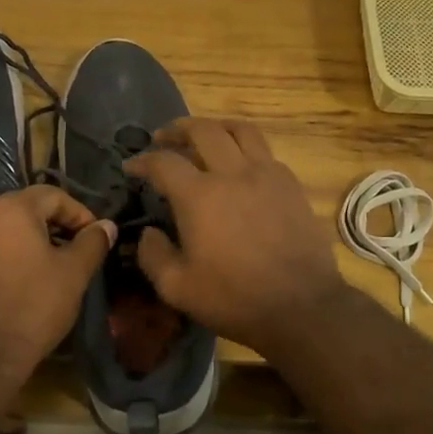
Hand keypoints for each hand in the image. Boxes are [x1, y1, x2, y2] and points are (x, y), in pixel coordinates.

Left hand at [0, 186, 115, 375]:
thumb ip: (93, 243)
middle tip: (78, 251)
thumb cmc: (33, 306)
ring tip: (55, 268)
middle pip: (28, 208)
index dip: (80, 214)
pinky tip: (27, 281)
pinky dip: (13, 255)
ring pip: (8, 229)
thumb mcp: (74, 273)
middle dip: (57, 225)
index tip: (96, 239)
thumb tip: (107, 226)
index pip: (53, 195)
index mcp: (12, 209)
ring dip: (35, 240)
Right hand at [124, 118, 350, 353]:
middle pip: (202, 130)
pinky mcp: (291, 184)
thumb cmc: (234, 299)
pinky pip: (265, 151)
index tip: (131, 166)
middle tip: (164, 137)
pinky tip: (240, 165)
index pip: (163, 162)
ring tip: (204, 135)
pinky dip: (245, 148)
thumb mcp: (177, 288)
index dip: (142, 160)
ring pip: (240, 130)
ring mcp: (266, 174)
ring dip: (216, 126)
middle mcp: (232, 173)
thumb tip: (148, 233)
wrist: (301, 306)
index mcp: (199, 196)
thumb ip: (153, 256)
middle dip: (177, 129)